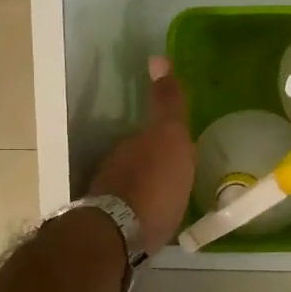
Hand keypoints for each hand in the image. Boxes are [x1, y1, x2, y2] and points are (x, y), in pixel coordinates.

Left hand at [87, 56, 194, 253]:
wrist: (120, 234)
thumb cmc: (154, 185)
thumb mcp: (170, 138)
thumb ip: (167, 104)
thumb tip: (157, 58)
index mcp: (134, 146)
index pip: (151, 135)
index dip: (166, 140)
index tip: (180, 150)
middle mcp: (116, 166)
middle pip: (140, 160)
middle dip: (156, 166)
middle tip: (178, 178)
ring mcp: (110, 197)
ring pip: (133, 187)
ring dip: (147, 191)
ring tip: (169, 203)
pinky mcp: (110, 228)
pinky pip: (131, 214)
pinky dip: (141, 214)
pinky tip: (154, 224)